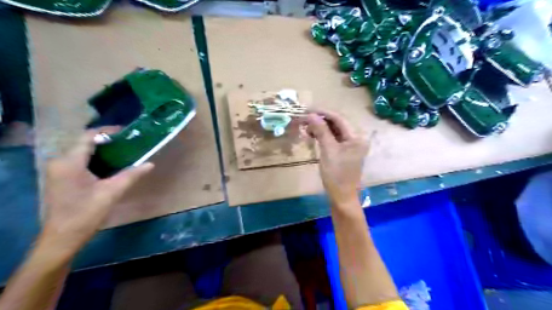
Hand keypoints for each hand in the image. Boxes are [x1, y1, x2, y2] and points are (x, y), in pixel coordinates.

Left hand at [41, 127, 153, 253]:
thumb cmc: (86, 213)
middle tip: (130, 143)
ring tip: (125, 152)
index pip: (88, 136)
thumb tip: (150, 163)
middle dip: (108, 141)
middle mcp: (59, 162)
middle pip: (85, 143)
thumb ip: (132, 175)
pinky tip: (111, 165)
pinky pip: (80, 161)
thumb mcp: (112, 192)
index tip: (127, 132)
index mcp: (69, 162)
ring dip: (103, 150)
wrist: (63, 237)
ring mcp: (58, 170)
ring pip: (82, 152)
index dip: (107, 131)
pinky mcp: (60, 178)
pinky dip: (96, 159)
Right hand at [303, 110, 367, 206]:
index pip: (339, 118)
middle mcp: (356, 138)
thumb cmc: (336, 175)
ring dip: (321, 128)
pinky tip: (313, 136)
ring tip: (306, 129)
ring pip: (334, 131)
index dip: (322, 112)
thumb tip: (311, 114)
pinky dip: (323, 136)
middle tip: (304, 120)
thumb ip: (321, 130)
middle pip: (337, 123)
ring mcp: (351, 145)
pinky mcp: (345, 152)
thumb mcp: (328, 151)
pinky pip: (334, 139)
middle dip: (320, 120)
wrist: (341, 197)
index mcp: (356, 137)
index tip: (307, 110)